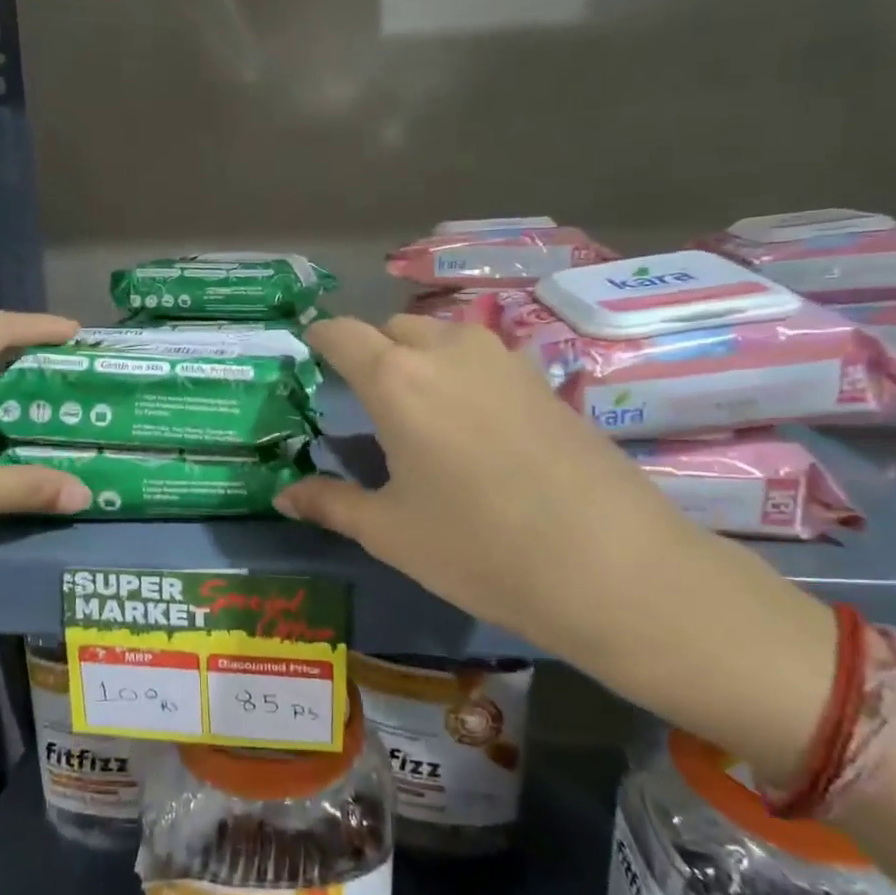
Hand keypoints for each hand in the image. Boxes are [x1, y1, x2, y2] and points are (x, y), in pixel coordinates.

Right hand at [275, 315, 706, 656]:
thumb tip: (283, 495)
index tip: (309, 355)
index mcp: (397, 378)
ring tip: (418, 411)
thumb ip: (330, 503)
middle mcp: (448, 350)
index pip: (341, 333)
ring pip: (442, 338)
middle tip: (364, 399)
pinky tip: (473, 425)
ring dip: (419, 359)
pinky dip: (462, 374)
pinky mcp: (544, 378)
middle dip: (371, 352)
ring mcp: (504, 359)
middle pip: (393, 328)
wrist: (612, 566)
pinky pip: (483, 358)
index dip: (319, 339)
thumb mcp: (391, 532)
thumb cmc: (479, 548)